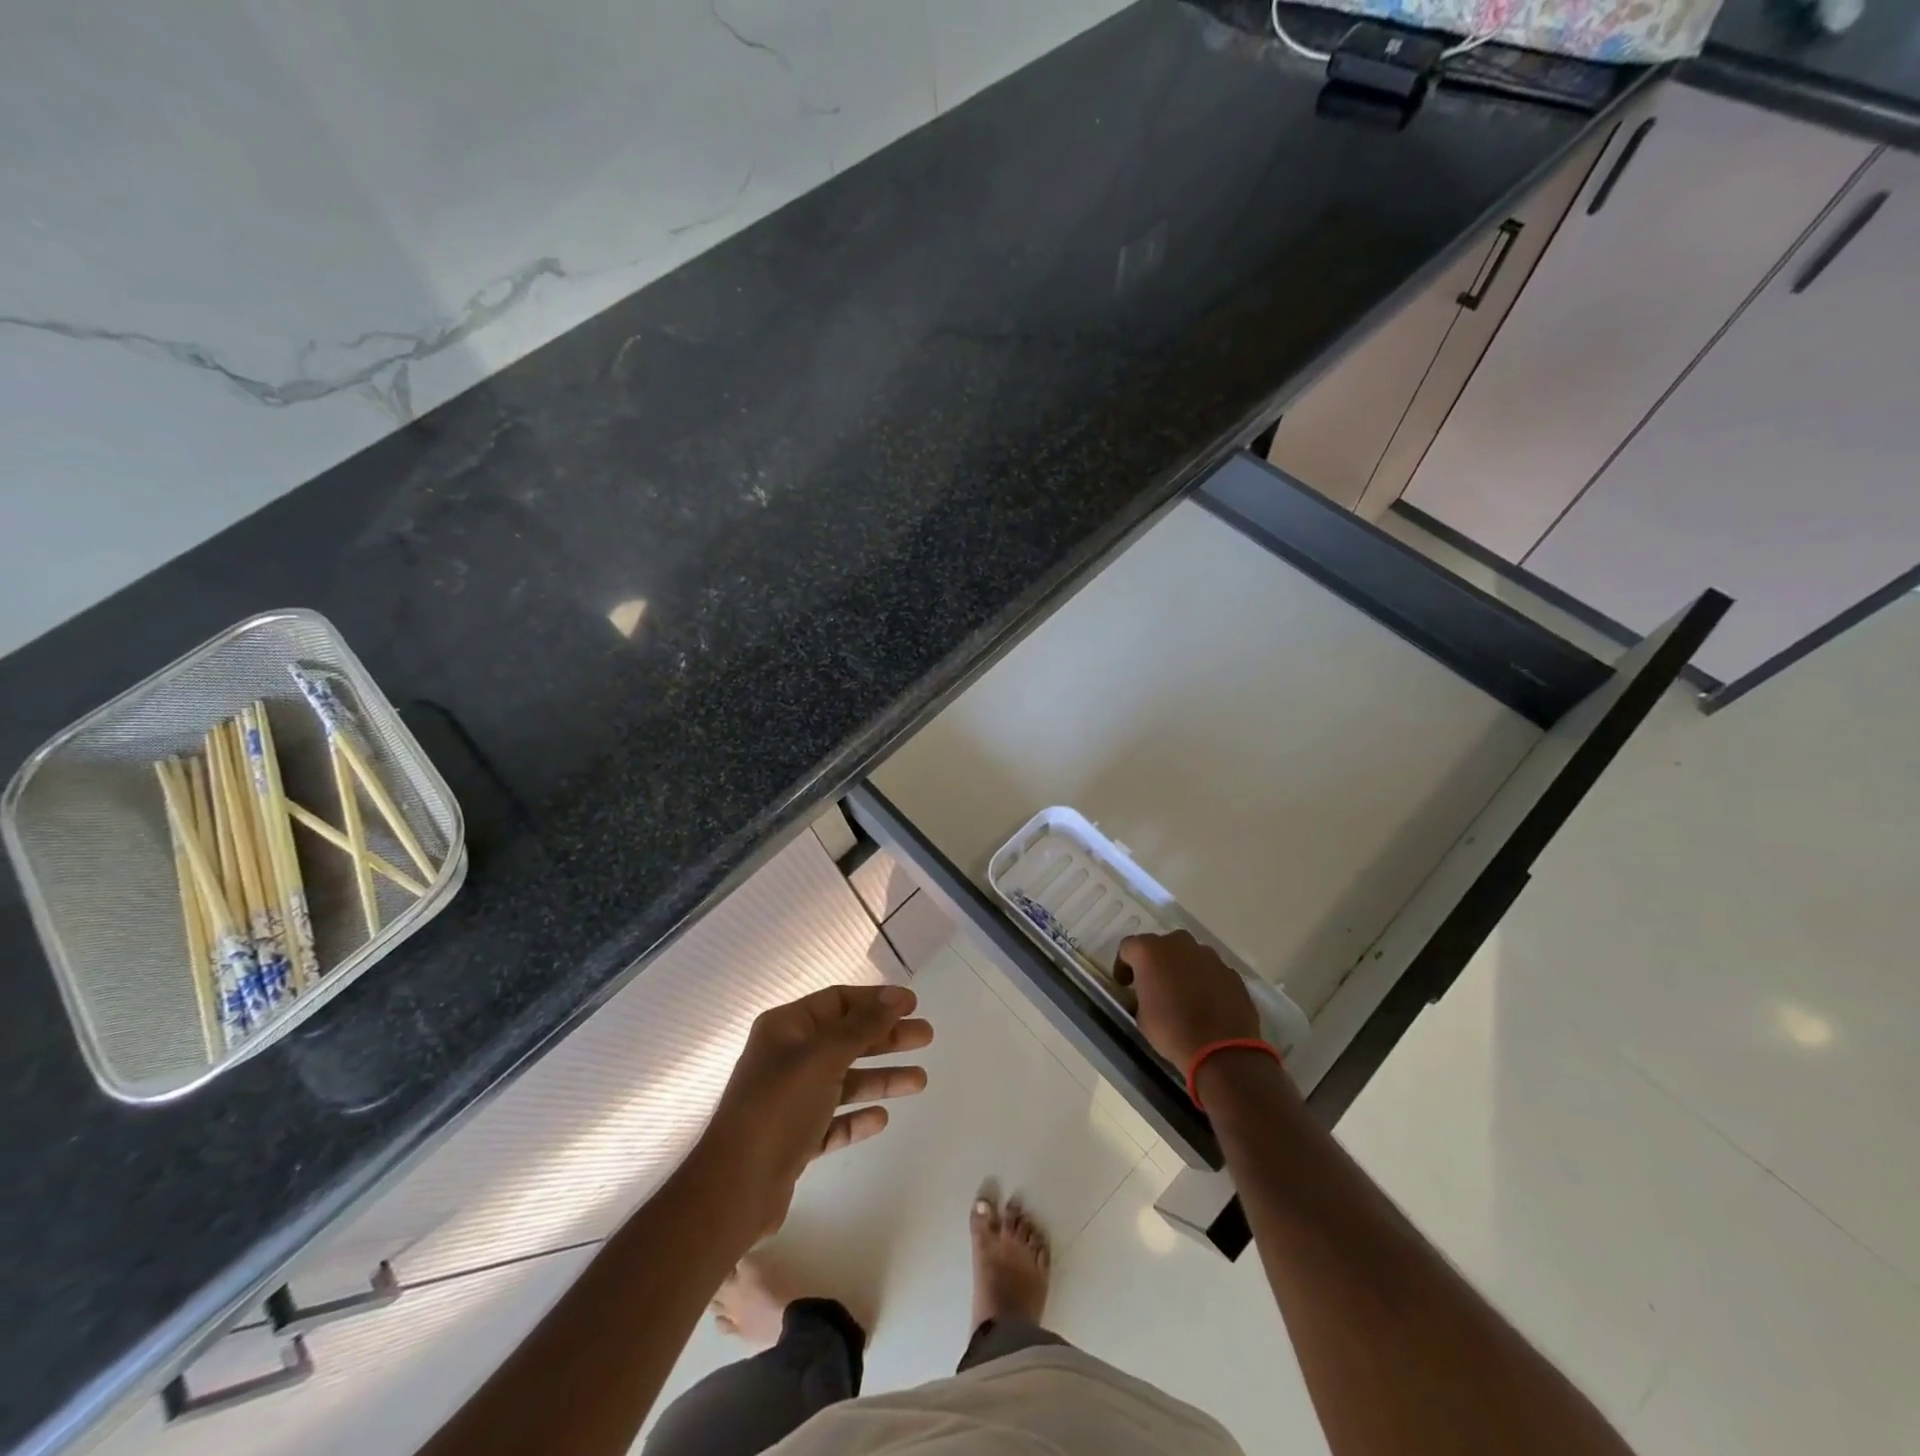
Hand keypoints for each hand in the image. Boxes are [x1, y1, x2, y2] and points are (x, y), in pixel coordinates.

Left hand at [699, 984, 932, 1237]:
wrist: (734, 1189)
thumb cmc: (778, 1108)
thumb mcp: (823, 1057)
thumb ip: (862, 1026)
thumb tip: (895, 996)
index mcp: (786, 1028)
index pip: (838, 1001)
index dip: (876, 1000)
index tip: (913, 1005)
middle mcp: (787, 1058)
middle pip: (846, 1039)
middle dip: (886, 1038)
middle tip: (927, 1038)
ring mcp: (790, 1100)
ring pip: (844, 1081)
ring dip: (881, 1078)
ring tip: (920, 1081)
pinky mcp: (794, 1139)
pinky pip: (833, 1120)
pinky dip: (856, 1117)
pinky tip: (881, 1119)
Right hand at [1113, 930, 1260, 1071]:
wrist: (1221, 1050)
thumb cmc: (1171, 1031)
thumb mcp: (1141, 1016)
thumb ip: (1142, 995)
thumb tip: (1148, 994)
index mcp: (1150, 951)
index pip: (1128, 947)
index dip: (1124, 966)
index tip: (1126, 986)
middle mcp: (1179, 944)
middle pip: (1162, 945)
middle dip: (1157, 962)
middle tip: (1155, 986)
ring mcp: (1209, 956)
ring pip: (1189, 956)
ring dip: (1183, 969)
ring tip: (1184, 996)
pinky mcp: (1231, 973)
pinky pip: (1211, 971)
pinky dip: (1206, 982)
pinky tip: (1207, 1004)